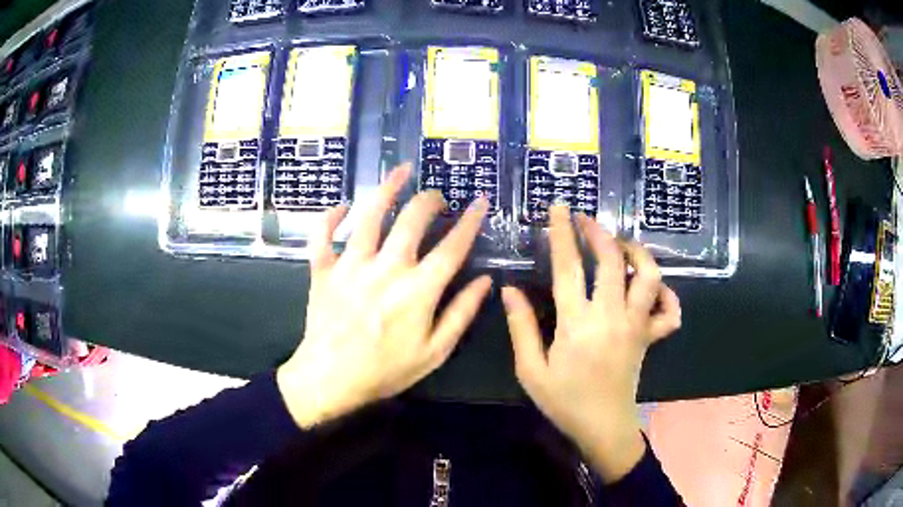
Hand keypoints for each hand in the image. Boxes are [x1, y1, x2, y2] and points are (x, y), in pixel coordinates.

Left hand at [277, 164, 491, 428]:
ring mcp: (351, 265)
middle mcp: (386, 267)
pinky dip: (330, 217)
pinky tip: (341, 206)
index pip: (452, 247)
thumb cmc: (385, 370)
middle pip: (412, 220)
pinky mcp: (323, 269)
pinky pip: (323, 235)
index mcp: (418, 290)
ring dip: (387, 188)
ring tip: (401, 171)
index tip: (480, 202)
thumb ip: (461, 314)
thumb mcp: (434, 352)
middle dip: (429, 200)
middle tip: (437, 195)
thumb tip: (485, 281)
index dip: (470, 221)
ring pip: (369, 214)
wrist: (330, 379)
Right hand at [501, 205, 680, 482]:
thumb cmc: (564, 401)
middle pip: (612, 261)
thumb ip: (521, 328)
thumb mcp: (531, 371)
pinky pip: (670, 311)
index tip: (559, 209)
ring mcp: (636, 326)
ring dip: (636, 254)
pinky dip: (666, 295)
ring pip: (649, 277)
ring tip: (621, 247)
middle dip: (598, 233)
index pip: (568, 268)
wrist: (603, 426)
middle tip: (585, 220)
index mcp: (577, 325)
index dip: (562, 234)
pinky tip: (652, 290)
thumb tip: (509, 290)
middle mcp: (611, 317)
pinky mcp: (650, 337)